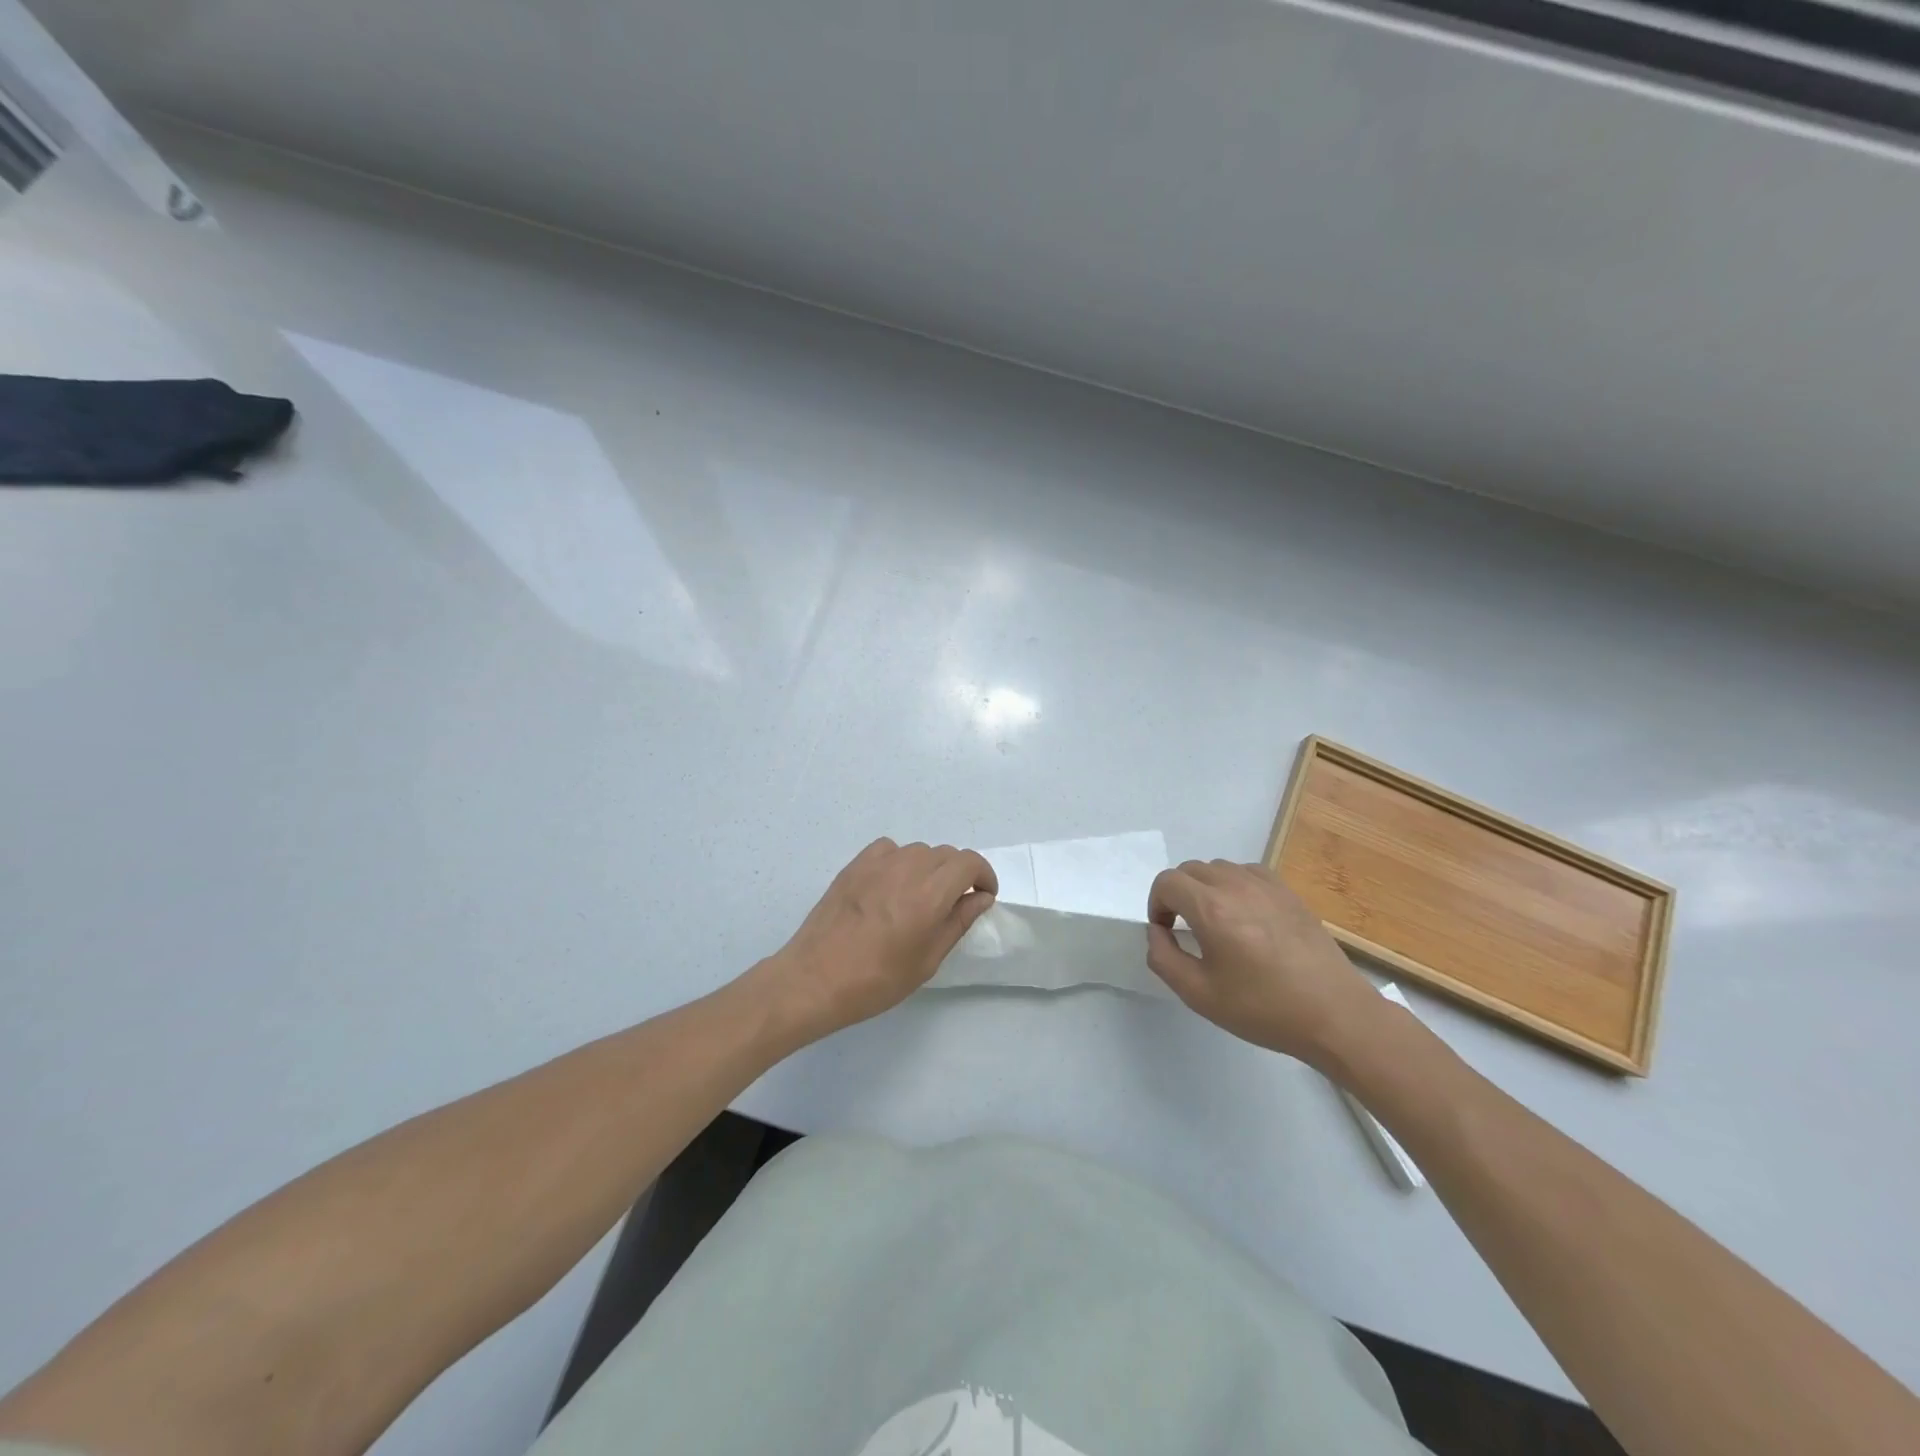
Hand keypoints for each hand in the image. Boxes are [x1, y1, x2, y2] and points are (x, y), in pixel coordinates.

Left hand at [752, 838, 997, 1046]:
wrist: (814, 979)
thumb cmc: (876, 979)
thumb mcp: (927, 960)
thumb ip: (957, 922)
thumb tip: (979, 898)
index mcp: (930, 893)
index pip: (969, 862)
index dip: (983, 875)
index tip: (983, 896)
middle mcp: (907, 868)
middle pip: (946, 854)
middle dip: (959, 874)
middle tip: (954, 904)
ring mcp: (877, 863)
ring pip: (918, 851)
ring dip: (930, 867)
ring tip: (921, 897)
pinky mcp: (854, 865)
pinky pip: (889, 849)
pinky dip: (900, 860)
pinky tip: (892, 885)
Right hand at [1146, 859, 1381, 1066]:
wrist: (1334, 1015)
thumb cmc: (1263, 1008)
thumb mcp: (1199, 995)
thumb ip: (1163, 958)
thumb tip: (1157, 931)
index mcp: (1211, 909)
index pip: (1167, 882)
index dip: (1156, 904)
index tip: (1167, 932)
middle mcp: (1236, 886)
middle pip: (1190, 870)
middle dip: (1178, 895)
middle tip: (1185, 929)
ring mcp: (1266, 885)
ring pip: (1218, 868)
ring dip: (1205, 888)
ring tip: (1216, 922)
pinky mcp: (1288, 892)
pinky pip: (1247, 872)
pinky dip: (1234, 885)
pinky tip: (1244, 915)